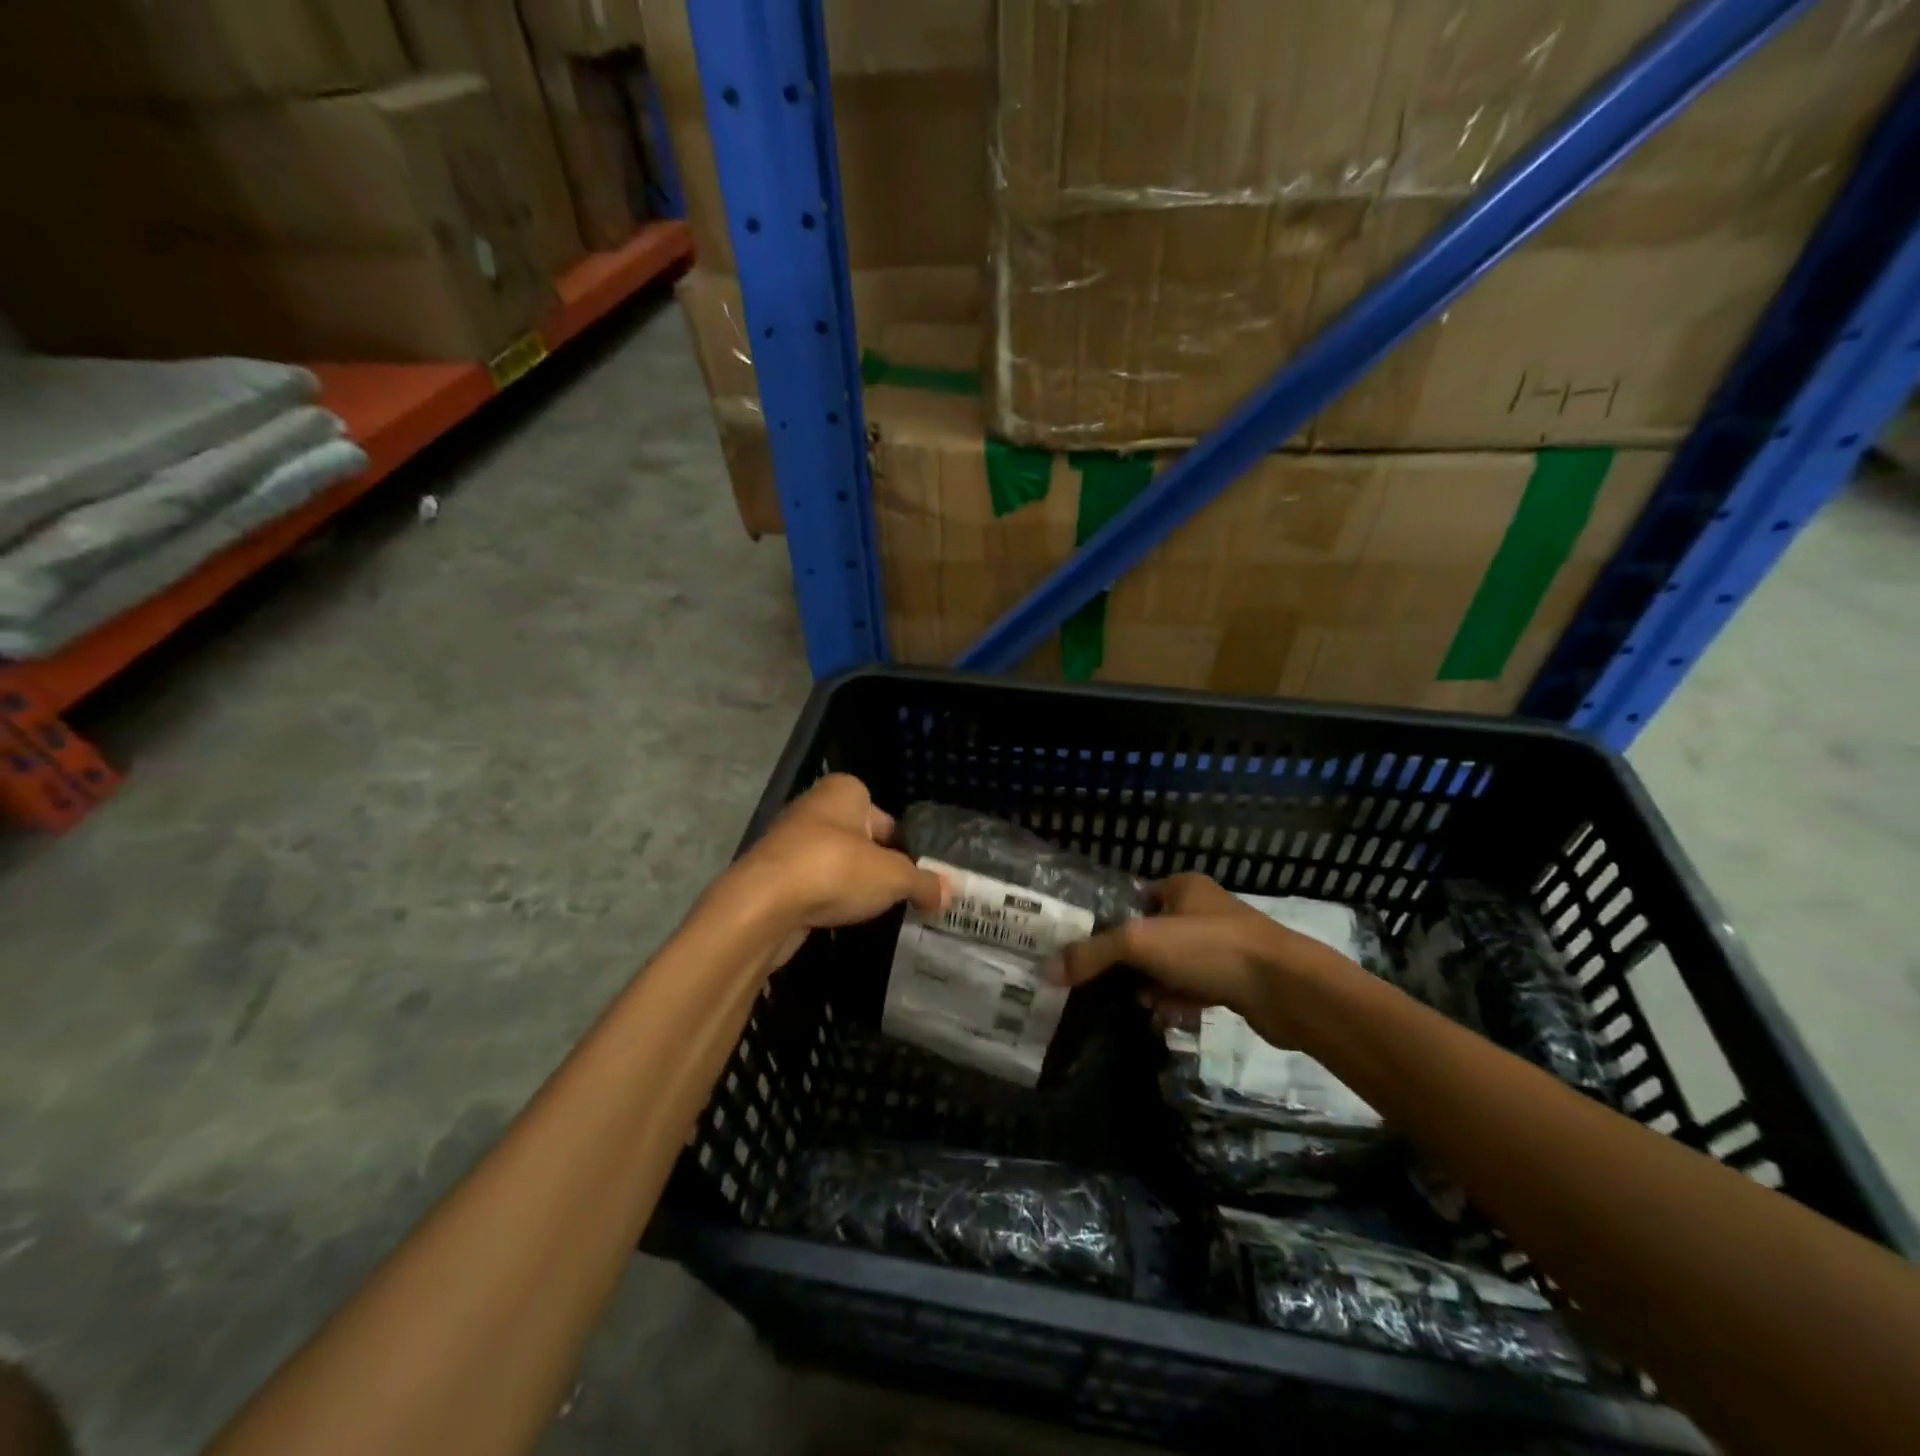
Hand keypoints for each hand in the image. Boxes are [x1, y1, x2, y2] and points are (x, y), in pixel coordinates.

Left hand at [725, 775, 943, 959]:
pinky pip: (810, 884)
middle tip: (895, 894)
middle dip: (875, 866)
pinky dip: (823, 899)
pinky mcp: (771, 874)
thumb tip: (947, 894)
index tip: (911, 875)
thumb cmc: (837, 869)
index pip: (884, 817)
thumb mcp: (894, 877)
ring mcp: (788, 840)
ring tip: (867, 910)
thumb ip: (923, 883)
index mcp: (844, 791)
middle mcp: (814, 807)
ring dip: (848, 883)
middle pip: (858, 839)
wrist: (764, 904)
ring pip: (832, 862)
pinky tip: (835, 918)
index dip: (901, 846)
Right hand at [1045, 873, 1357, 1046]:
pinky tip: (1174, 1016)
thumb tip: (1049, 970)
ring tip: (1148, 1005)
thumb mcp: (1141, 943)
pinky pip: (1195, 987)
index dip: (1112, 924)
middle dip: (1133, 964)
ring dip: (1156, 986)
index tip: (1090, 953)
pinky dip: (1181, 1001)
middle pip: (1151, 936)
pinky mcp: (1237, 978)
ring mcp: (1222, 945)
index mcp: (1183, 886)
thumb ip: (1093, 954)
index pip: (1135, 899)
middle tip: (1118, 986)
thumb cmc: (1209, 948)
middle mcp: (1203, 910)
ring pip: (1172, 966)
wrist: (1287, 989)